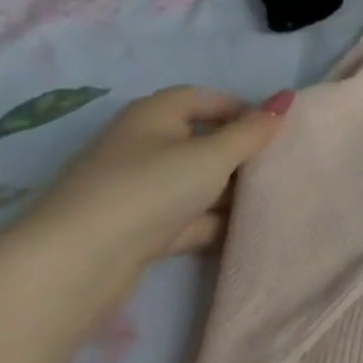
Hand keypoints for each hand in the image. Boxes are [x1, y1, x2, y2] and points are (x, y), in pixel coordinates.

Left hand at [5, 86, 293, 290]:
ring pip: (195, 184)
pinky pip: (185, 218)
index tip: (275, 130)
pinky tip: (244, 234)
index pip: (203, 98)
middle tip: (279, 167)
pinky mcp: (136, 231)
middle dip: (239, 156)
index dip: (240, 108)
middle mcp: (142, 146)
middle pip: (201, 142)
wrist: (74, 265)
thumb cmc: (149, 190)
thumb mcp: (212, 156)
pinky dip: (211, 224)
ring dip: (228, 194)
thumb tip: (287, 97)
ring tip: (272, 202)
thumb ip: (253, 131)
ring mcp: (137, 191)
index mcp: (153, 116)